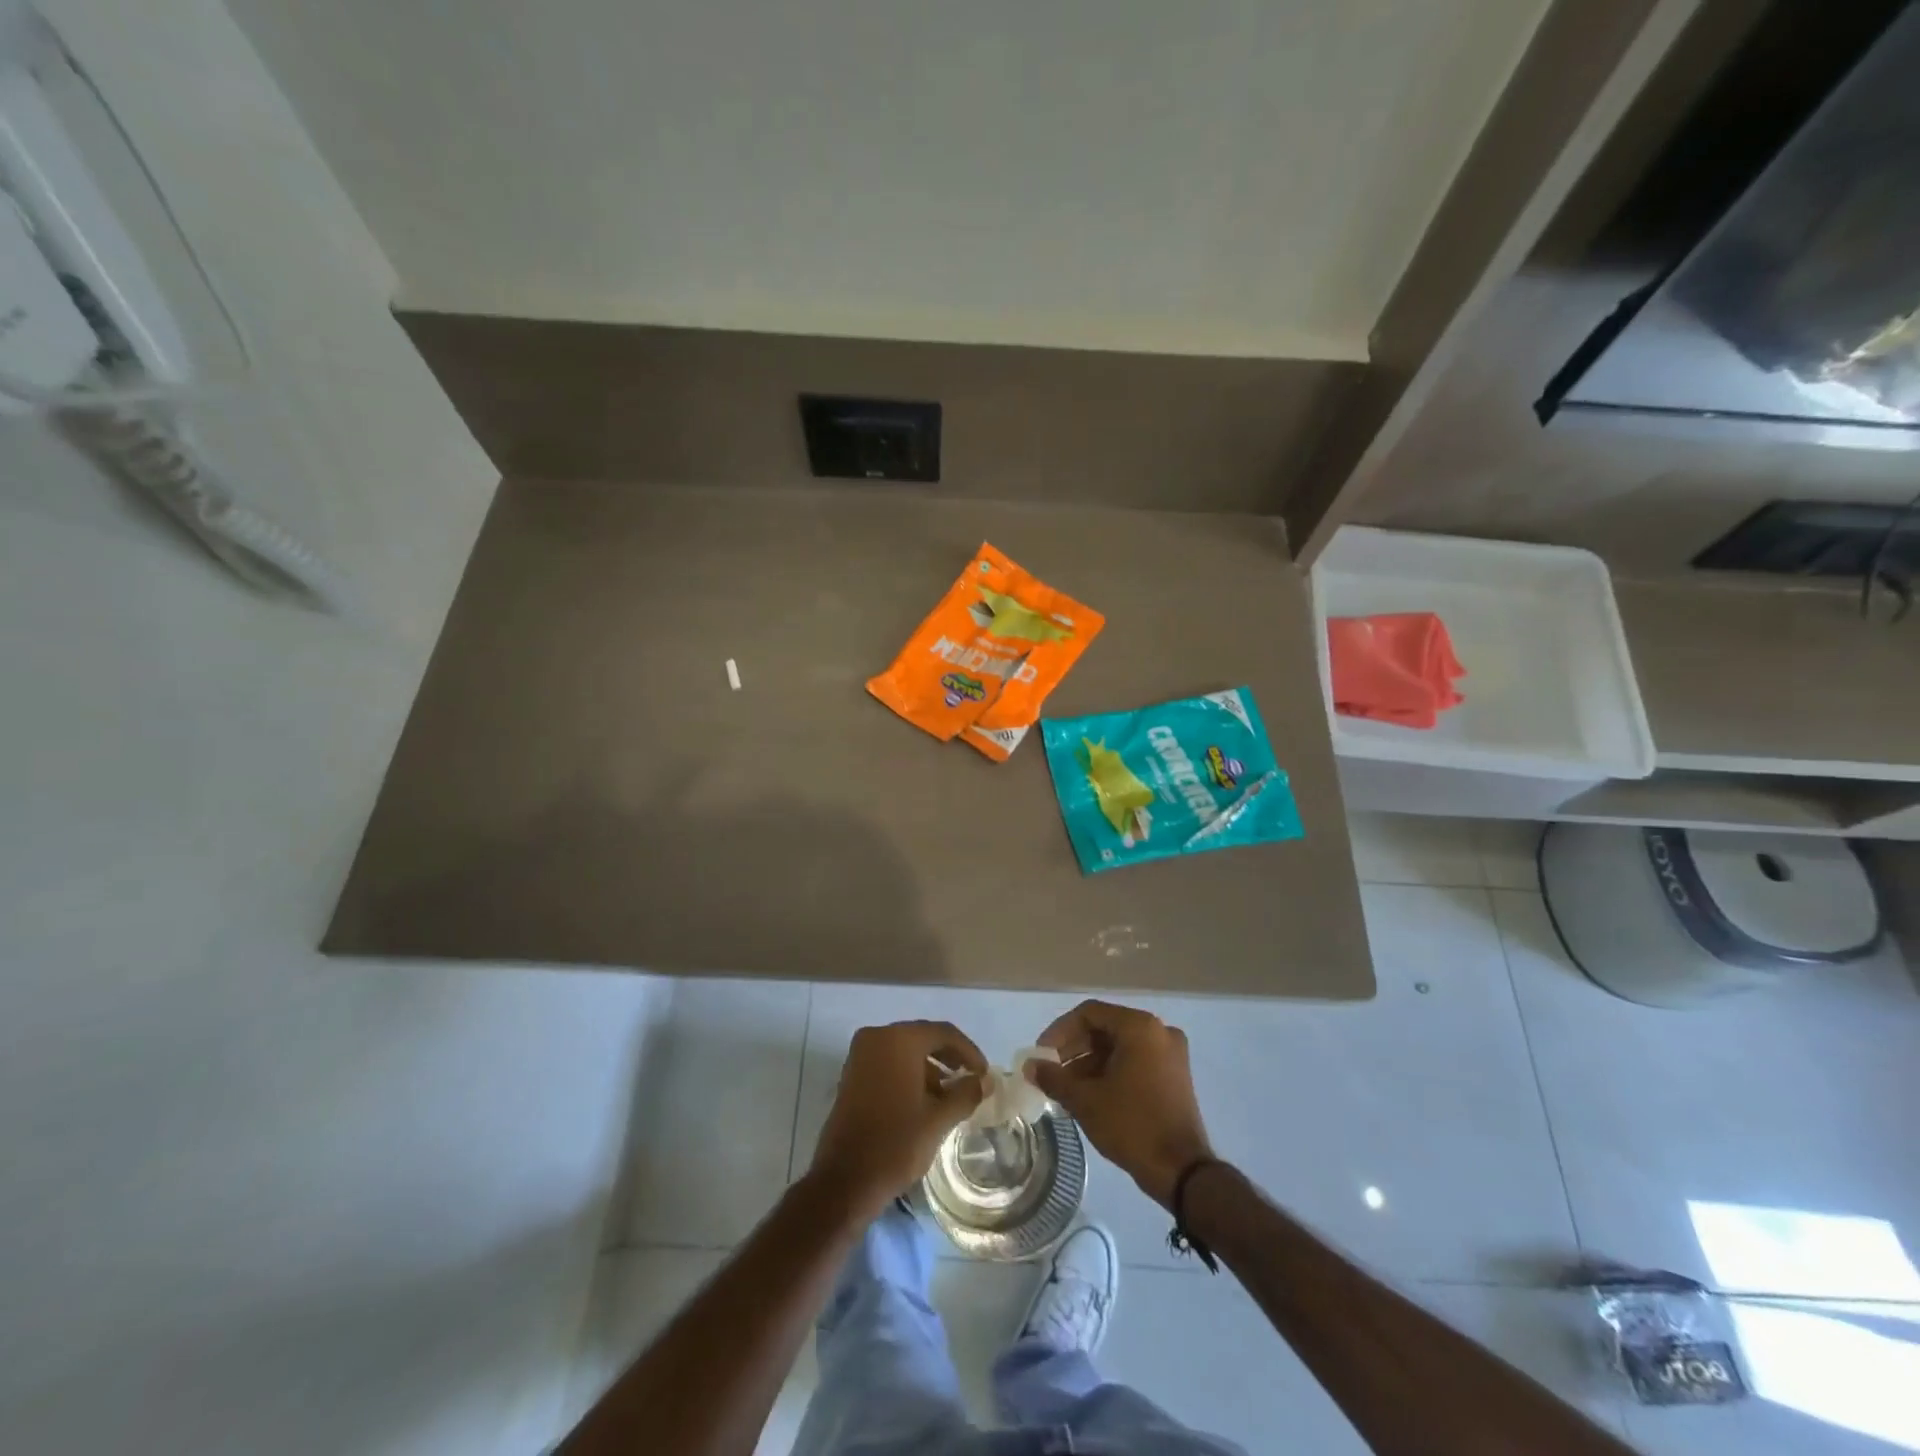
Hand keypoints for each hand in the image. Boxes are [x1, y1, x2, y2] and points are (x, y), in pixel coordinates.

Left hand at [809, 1021, 986, 1220]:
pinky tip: (923, 1100)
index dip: (968, 1051)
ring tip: (949, 1095)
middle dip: (949, 1057)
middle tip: (970, 1080)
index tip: (984, 1074)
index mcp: (898, 1040)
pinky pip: (887, 1063)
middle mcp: (876, 1037)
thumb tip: (985, 1080)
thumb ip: (966, 1093)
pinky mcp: (851, 1075)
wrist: (845, 1181)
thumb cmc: (896, 1144)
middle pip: (922, 1038)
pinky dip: (908, 1074)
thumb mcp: (938, 1119)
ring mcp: (860, 1055)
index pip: (943, 1033)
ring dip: (929, 1067)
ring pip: (904, 1051)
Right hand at [1028, 1000, 1214, 1208]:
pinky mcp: (1175, 1075)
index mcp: (1139, 1027)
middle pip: (1106, 1028)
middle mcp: (1159, 1031)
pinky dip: (1111, 1071)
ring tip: (1066, 1089)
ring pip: (1120, 1046)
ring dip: (1090, 1063)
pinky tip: (1091, 1095)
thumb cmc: (1132, 1126)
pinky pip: (1136, 1060)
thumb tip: (1029, 1066)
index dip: (1060, 1031)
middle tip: (1051, 1072)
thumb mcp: (1086, 1101)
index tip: (1042, 1055)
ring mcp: (1171, 1053)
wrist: (1182, 1172)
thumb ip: (1054, 1078)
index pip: (1089, 1014)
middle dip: (1074, 1049)